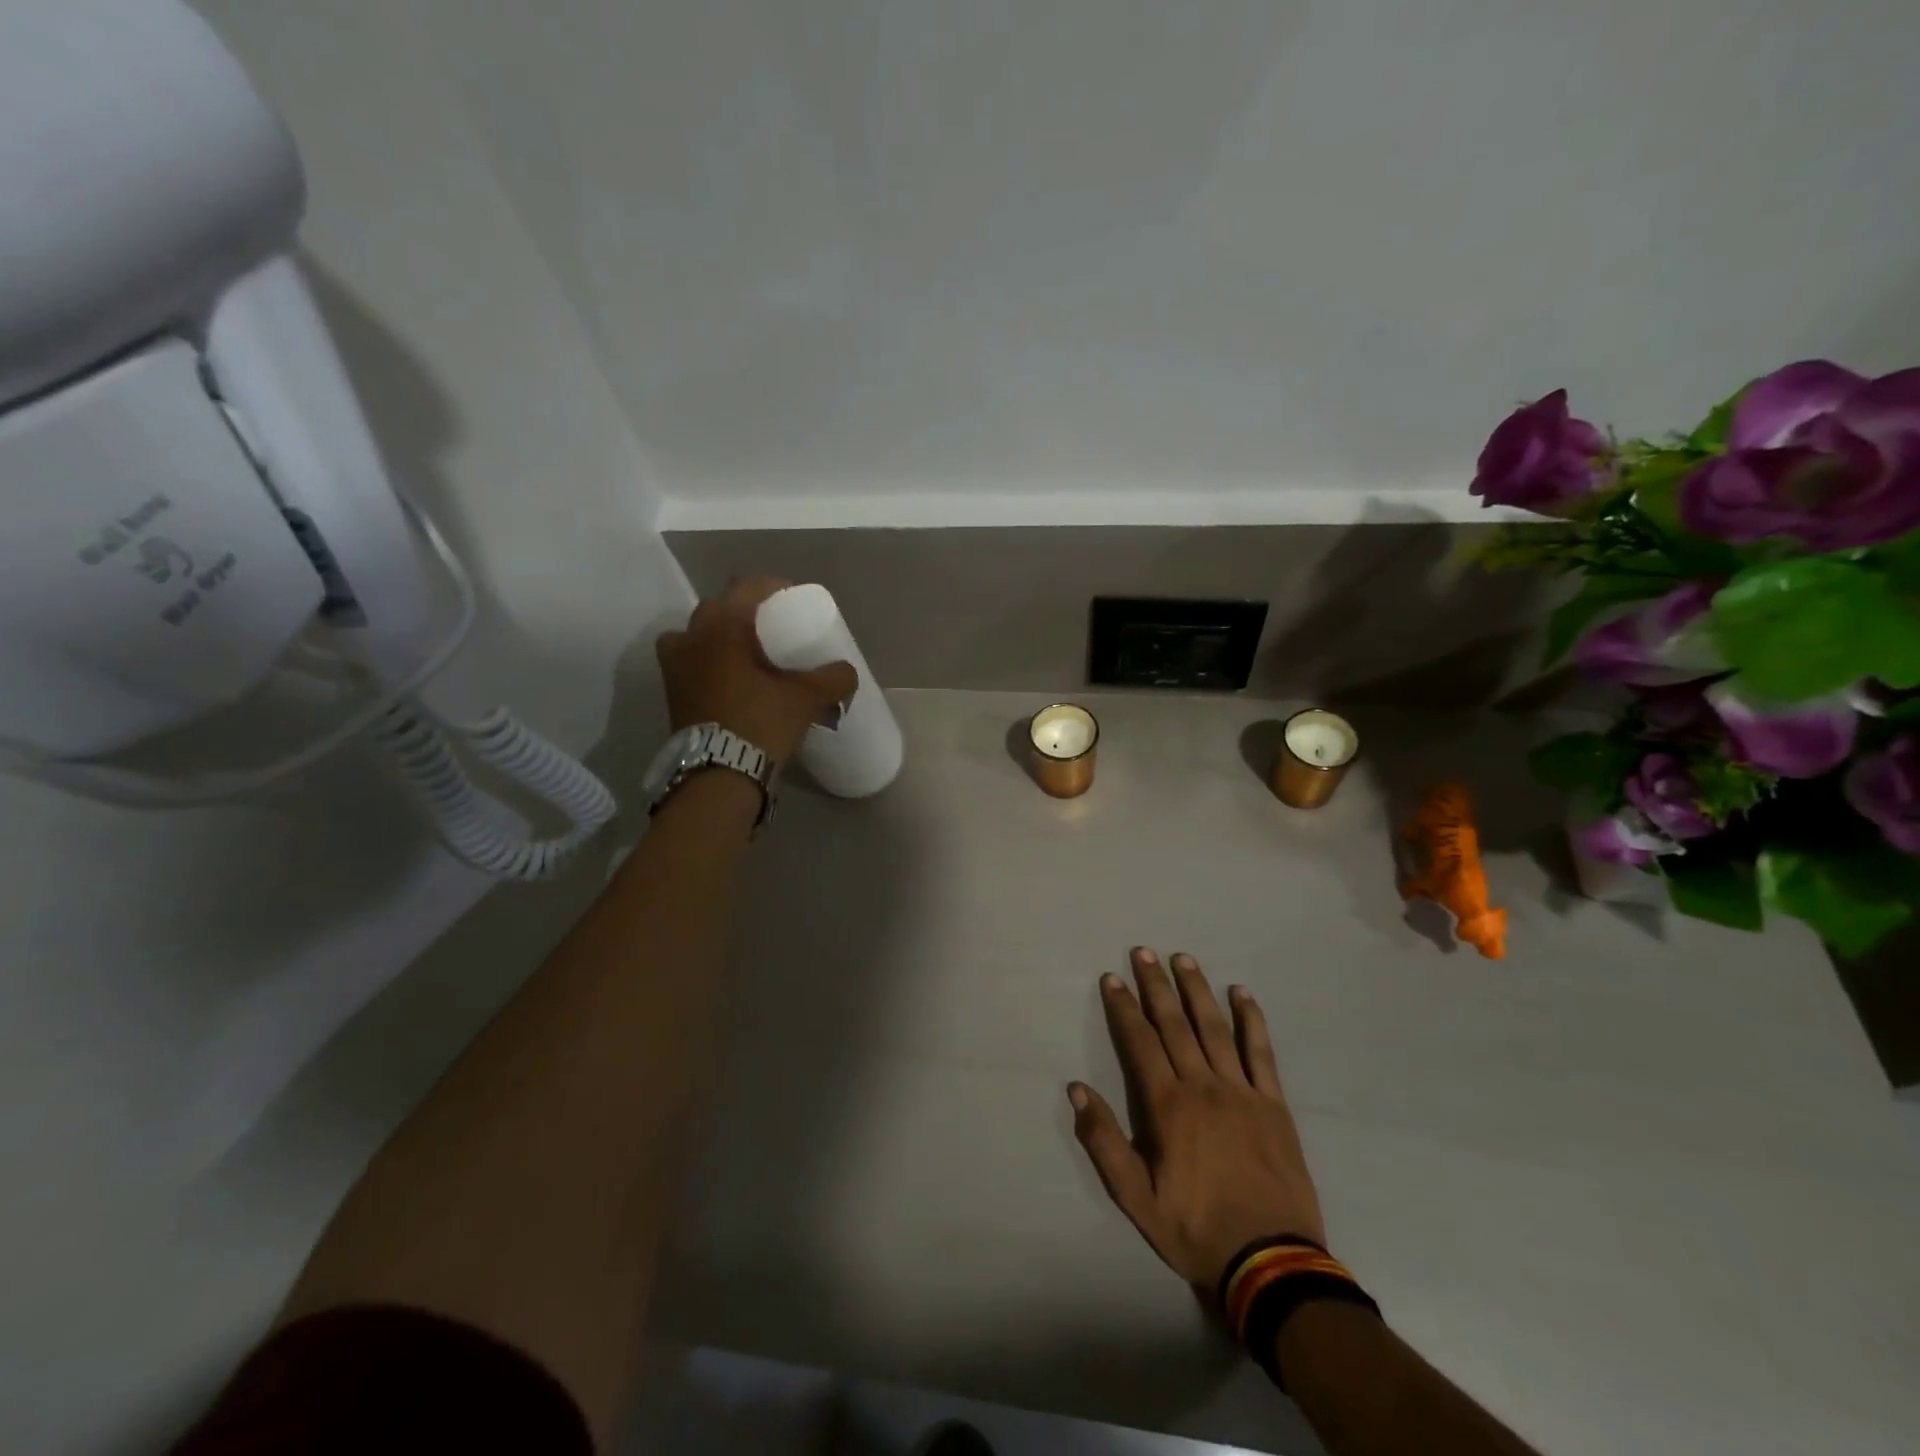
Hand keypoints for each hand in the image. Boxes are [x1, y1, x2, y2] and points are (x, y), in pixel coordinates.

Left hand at [656, 577, 857, 763]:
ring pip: (699, 634)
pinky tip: (730, 679)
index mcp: (722, 626)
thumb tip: (847, 672)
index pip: (748, 586)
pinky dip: (708, 662)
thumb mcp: (807, 698)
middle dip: (747, 612)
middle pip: (721, 607)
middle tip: (774, 630)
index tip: (795, 602)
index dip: (775, 588)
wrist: (719, 775)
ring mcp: (674, 664)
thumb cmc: (760, 723)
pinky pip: (690, 661)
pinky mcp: (671, 691)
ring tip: (748, 654)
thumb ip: (833, 678)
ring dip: (722, 636)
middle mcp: (690, 636)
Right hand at [1070, 948, 1326, 1292]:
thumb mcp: (1137, 1199)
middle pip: (1175, 1024)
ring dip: (1196, 990)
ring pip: (1215, 1028)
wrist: (1272, 1263)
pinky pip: (1260, 1052)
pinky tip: (1241, 993)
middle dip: (1155, 985)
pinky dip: (1251, 1019)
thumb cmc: (1196, 1229)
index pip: (1140, 1042)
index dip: (1124, 1007)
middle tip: (1143, 951)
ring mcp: (1242, 1091)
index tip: (1112, 977)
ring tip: (1183, 959)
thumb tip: (1077, 1089)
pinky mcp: (1274, 1104)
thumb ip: (1104, 1142)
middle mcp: (1203, 1086)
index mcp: (1168, 1106)